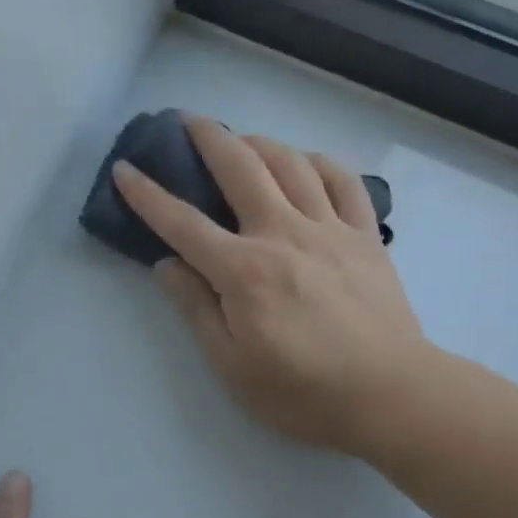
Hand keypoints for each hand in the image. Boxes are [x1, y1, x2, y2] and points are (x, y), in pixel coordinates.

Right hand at [113, 115, 440, 459]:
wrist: (392, 396)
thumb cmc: (303, 392)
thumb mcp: (232, 366)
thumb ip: (196, 309)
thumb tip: (166, 265)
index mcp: (244, 271)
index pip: (182, 223)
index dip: (147, 195)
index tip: (125, 170)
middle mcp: (283, 234)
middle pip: (241, 168)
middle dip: (209, 137)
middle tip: (188, 121)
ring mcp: (330, 229)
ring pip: (291, 163)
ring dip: (260, 142)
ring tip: (242, 141)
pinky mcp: (365, 236)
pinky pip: (344, 182)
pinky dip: (320, 163)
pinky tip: (306, 164)